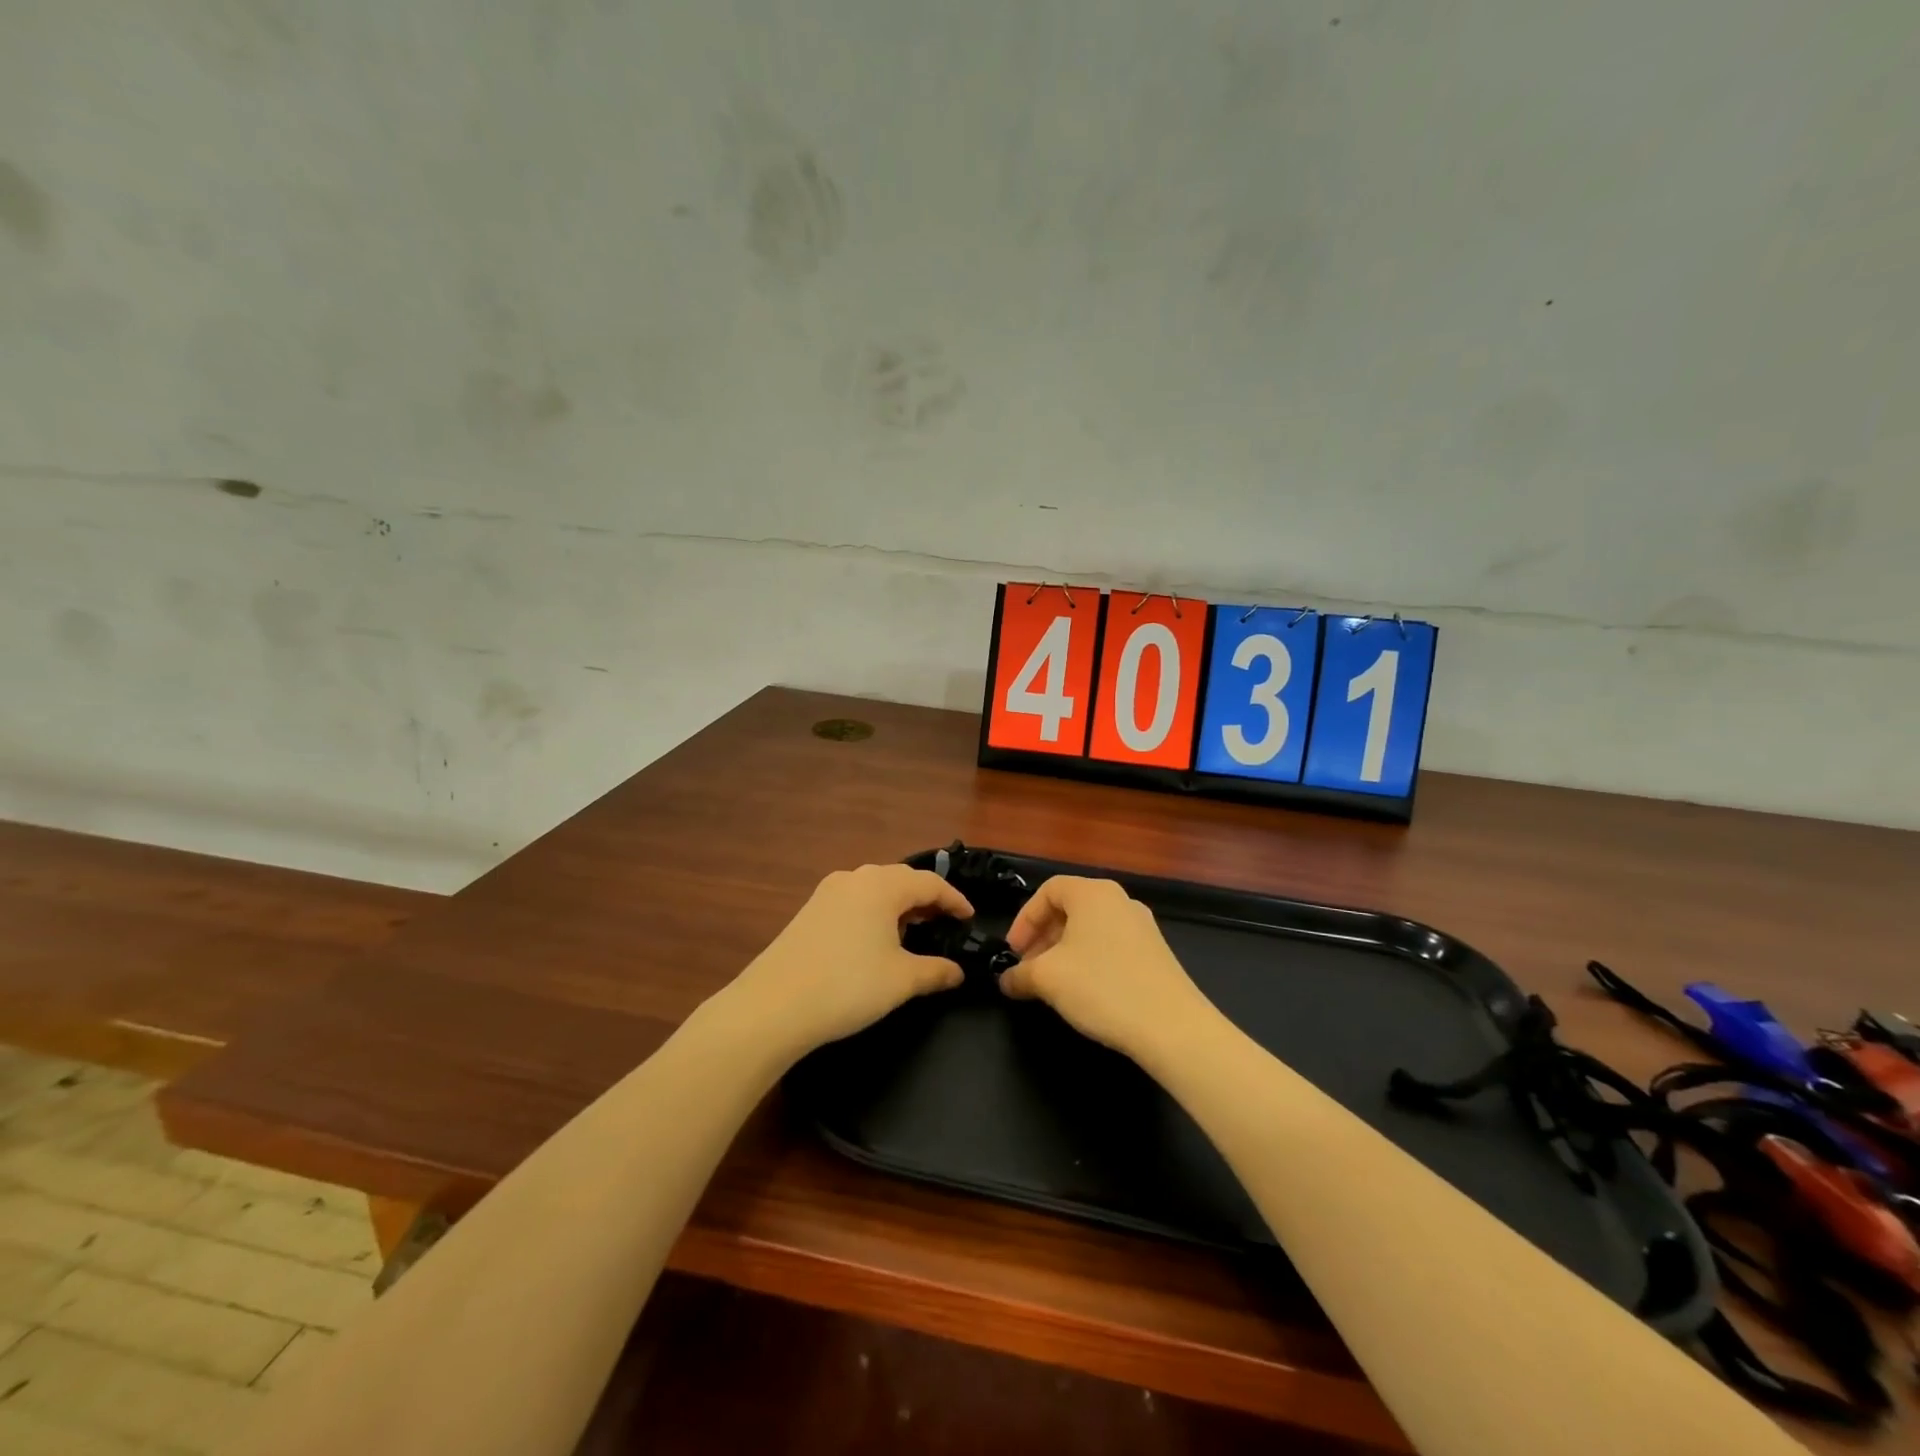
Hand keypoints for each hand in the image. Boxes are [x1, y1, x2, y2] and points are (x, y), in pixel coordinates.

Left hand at [721, 863, 974, 1057]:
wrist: (772, 1006)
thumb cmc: (848, 985)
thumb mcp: (901, 980)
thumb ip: (935, 971)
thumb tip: (958, 972)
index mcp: (882, 885)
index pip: (930, 883)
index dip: (955, 900)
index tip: (971, 919)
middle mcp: (855, 878)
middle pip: (902, 880)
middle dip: (927, 900)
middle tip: (947, 924)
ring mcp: (827, 893)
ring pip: (875, 890)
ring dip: (899, 907)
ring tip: (915, 932)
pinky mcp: (809, 912)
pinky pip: (854, 902)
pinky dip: (875, 914)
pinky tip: (876, 941)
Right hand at [999, 875, 1215, 1062]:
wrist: (1172, 1026)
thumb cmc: (1102, 987)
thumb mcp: (1048, 979)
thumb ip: (1019, 974)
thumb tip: (1006, 980)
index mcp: (1093, 893)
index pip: (1048, 890)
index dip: (1024, 918)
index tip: (1013, 952)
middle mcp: (1119, 901)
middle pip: (1070, 908)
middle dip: (1043, 937)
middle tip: (1028, 969)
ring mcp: (1142, 927)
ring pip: (1091, 929)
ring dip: (1064, 952)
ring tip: (1052, 984)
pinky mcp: (1156, 953)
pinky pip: (1111, 946)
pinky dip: (1089, 961)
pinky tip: (1084, 993)